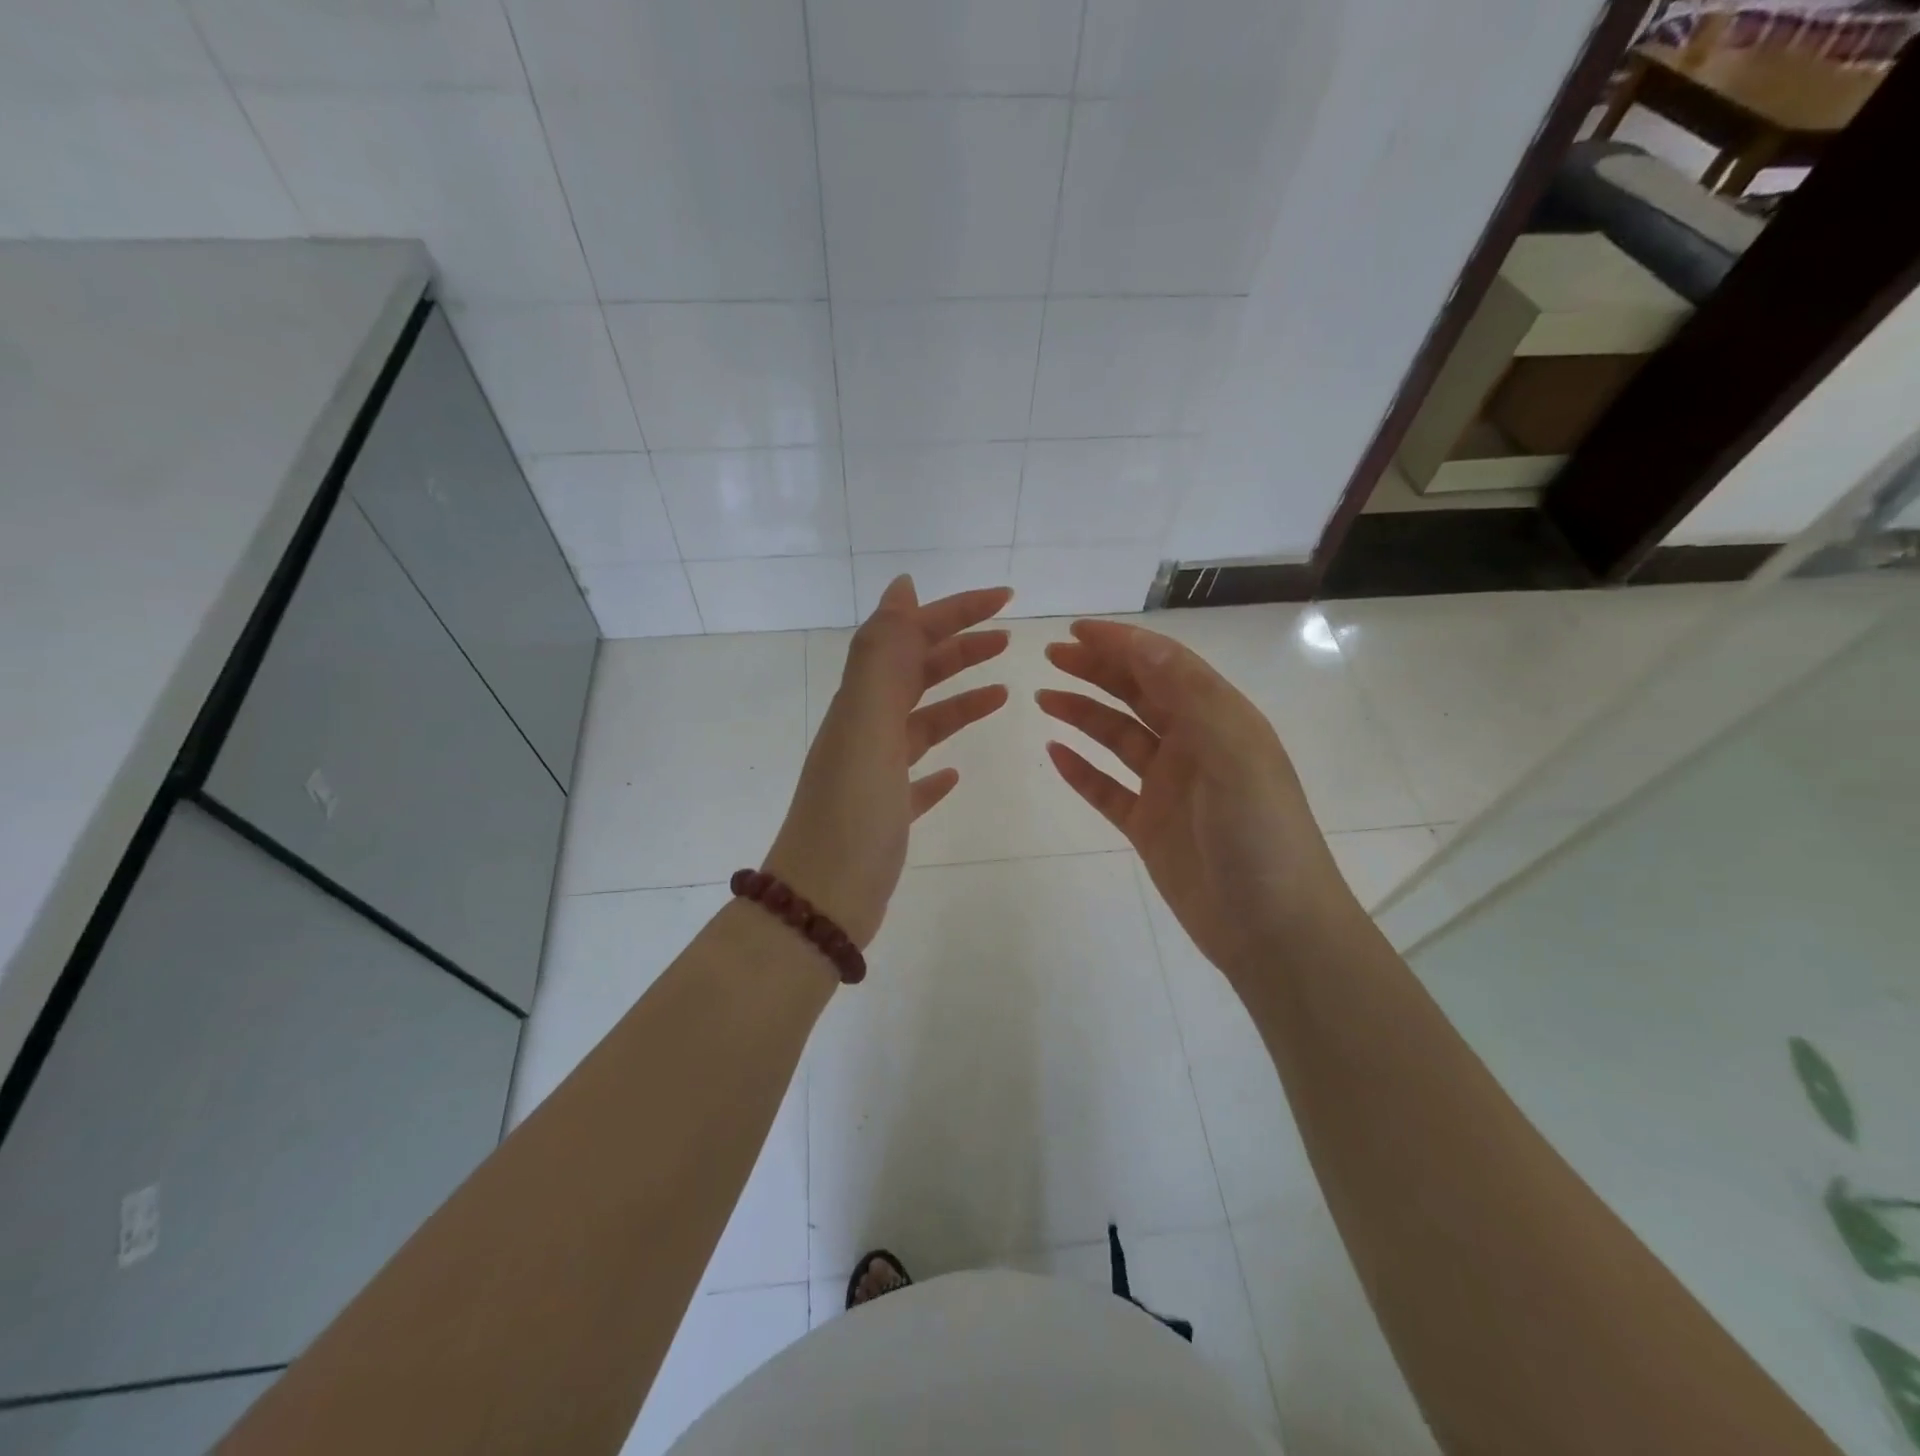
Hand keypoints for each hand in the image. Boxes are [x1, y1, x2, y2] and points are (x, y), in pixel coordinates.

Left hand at [763, 577, 1012, 947]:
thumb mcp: (868, 725)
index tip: (1005, 599)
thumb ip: (884, 657)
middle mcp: (865, 730)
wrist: (821, 902)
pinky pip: (916, 778)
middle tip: (1007, 639)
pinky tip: (956, 772)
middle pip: (917, 674)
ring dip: (958, 701)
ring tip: (1001, 693)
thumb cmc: (853, 813)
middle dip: (960, 649)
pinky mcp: (885, 814)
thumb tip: (901, 588)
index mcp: (863, 704)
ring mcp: (874, 774)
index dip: (956, 612)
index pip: (912, 638)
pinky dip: (938, 765)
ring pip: (921, 722)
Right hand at [1037, 620, 1357, 985]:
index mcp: (1219, 720)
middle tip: (1050, 657)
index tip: (1076, 631)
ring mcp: (1170, 787)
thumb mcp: (1233, 754)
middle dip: (1097, 670)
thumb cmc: (1260, 834)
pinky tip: (1054, 754)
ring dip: (1083, 714)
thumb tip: (1142, 643)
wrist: (1274, 929)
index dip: (1122, 644)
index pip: (1165, 666)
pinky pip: (1107, 789)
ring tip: (1043, 698)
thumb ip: (1189, 696)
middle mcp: (1194, 746)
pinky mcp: (1150, 826)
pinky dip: (1081, 770)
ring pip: (1118, 738)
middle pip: (1138, 695)